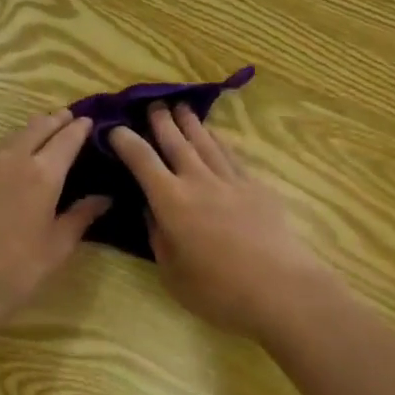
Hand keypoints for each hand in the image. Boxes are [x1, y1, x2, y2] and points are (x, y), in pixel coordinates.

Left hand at [0, 109, 110, 337]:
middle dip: (56, 121)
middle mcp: (13, 159)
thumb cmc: (14, 272)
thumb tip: (103, 197)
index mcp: (43, 173)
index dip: (80, 128)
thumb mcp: (57, 248)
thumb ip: (81, 216)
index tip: (90, 122)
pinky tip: (14, 159)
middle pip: (38, 126)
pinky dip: (11, 146)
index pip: (67, 138)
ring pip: (13, 135)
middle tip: (69, 119)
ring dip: (32, 130)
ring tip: (45, 133)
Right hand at [109, 105, 338, 340]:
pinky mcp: (256, 187)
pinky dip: (219, 141)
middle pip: (176, 142)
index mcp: (171, 201)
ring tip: (181, 108)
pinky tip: (215, 136)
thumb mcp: (172, 272)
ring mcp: (230, 180)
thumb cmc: (218, 290)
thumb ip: (158, 236)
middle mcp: (198, 180)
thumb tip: (150, 209)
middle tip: (153, 104)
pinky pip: (231, 155)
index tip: (115, 129)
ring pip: (205, 142)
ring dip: (190, 123)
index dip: (126, 141)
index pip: (142, 160)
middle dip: (161, 121)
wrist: (279, 288)